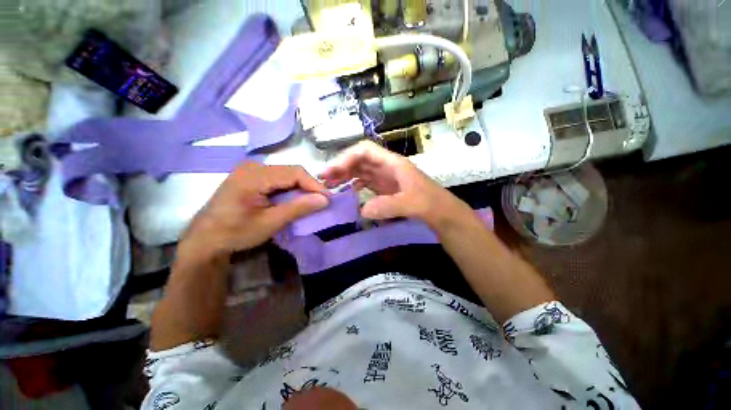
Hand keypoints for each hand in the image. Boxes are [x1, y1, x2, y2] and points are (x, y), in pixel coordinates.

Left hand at [178, 163, 328, 263]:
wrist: (205, 240)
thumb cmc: (236, 233)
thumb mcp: (270, 222)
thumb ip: (299, 208)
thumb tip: (325, 199)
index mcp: (254, 175)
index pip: (294, 173)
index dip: (314, 185)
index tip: (328, 199)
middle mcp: (253, 166)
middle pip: (291, 171)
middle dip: (309, 187)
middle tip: (321, 202)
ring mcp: (251, 170)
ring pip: (286, 175)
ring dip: (301, 188)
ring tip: (311, 202)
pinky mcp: (251, 177)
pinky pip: (278, 179)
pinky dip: (290, 189)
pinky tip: (295, 200)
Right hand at [320, 141, 470, 229]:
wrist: (442, 212)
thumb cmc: (430, 203)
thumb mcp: (411, 204)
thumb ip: (388, 206)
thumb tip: (362, 210)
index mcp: (393, 163)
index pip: (365, 151)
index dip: (347, 157)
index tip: (333, 171)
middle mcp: (387, 167)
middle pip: (360, 160)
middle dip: (341, 166)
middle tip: (324, 179)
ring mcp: (385, 179)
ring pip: (361, 171)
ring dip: (345, 176)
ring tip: (330, 186)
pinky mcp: (385, 189)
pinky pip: (366, 183)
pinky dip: (355, 186)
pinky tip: (348, 193)